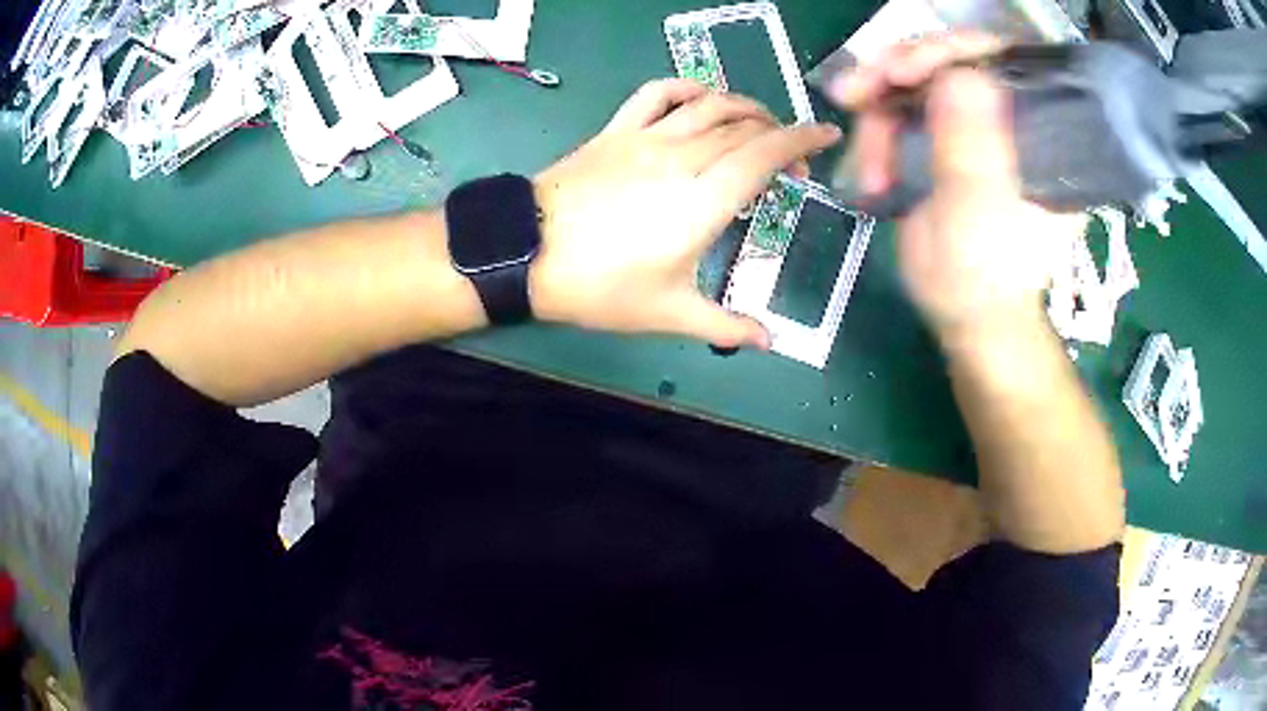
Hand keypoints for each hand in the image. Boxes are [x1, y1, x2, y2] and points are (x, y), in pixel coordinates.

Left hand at [528, 79, 842, 348]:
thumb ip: (724, 325)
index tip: (828, 135)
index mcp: (703, 200)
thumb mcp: (667, 314)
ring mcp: (647, 137)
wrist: (525, 252)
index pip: (766, 154)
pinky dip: (687, 87)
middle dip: (780, 135)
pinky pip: (658, 93)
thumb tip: (769, 341)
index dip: (803, 140)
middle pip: (745, 127)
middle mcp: (682, 157)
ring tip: (760, 125)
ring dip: (745, 106)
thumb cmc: (599, 286)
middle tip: (791, 163)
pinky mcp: (617, 130)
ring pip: (709, 103)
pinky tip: (700, 98)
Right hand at [827, 34, 1084, 344]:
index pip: (1001, 62)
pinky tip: (868, 163)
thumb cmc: (982, 279)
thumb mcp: (977, 216)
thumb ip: (971, 148)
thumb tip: (959, 73)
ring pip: (919, 80)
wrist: (966, 318)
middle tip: (859, 90)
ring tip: (865, 158)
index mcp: (1039, 135)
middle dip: (900, 71)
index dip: (950, 51)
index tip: (903, 70)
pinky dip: (875, 127)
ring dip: (879, 106)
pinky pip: (902, 109)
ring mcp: (972, 126)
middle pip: (952, 60)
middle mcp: (1008, 119)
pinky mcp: (943, 140)